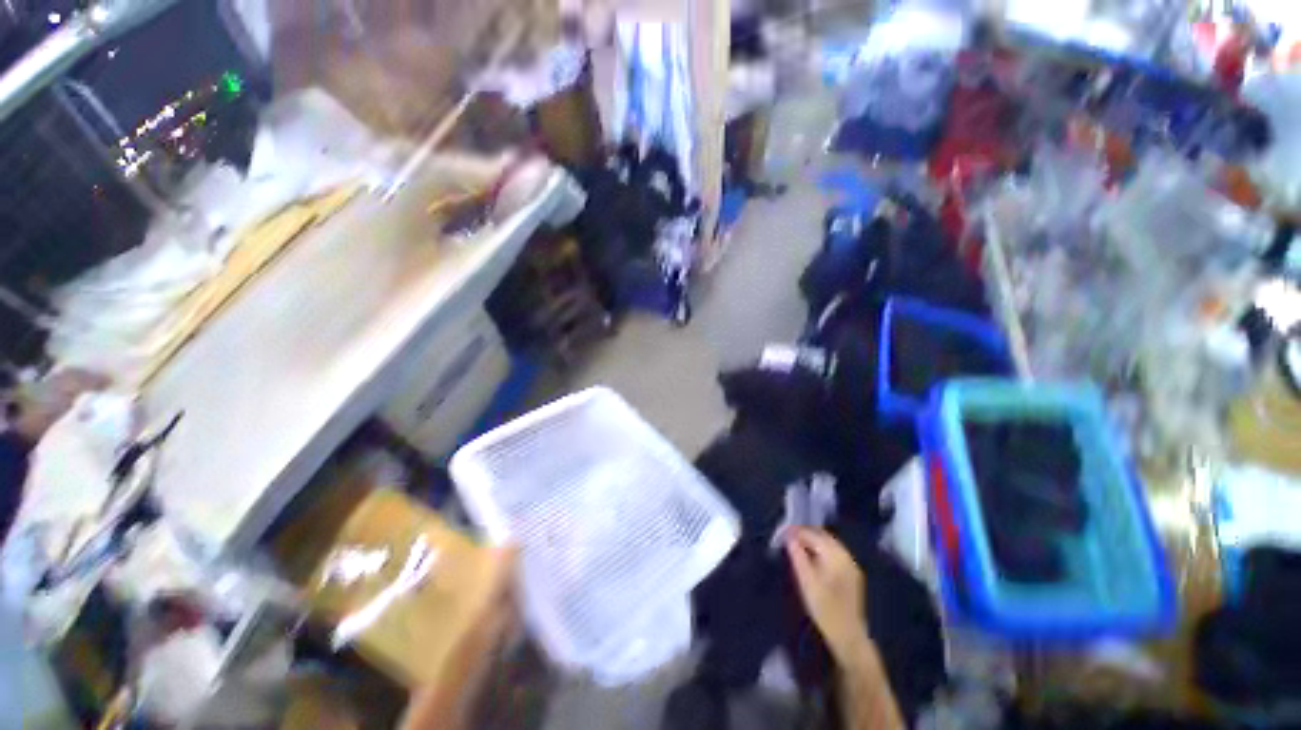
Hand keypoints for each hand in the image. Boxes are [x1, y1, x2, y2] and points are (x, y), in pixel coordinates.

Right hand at [786, 527, 869, 660]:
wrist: (849, 637)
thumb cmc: (825, 609)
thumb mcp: (806, 582)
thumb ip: (798, 556)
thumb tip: (789, 537)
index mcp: (835, 555)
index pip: (812, 534)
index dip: (796, 532)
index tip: (781, 533)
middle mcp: (846, 555)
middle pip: (822, 535)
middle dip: (804, 533)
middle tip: (787, 538)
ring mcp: (851, 564)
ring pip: (829, 543)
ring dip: (813, 541)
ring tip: (796, 546)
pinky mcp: (852, 574)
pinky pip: (834, 552)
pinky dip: (821, 549)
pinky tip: (812, 557)